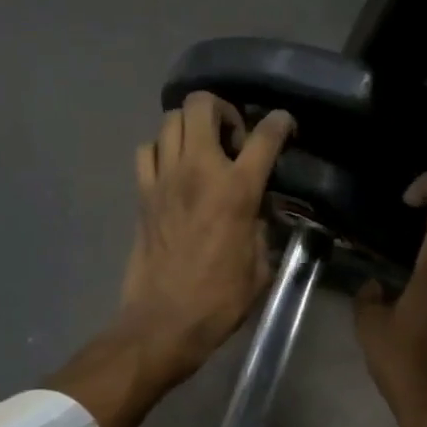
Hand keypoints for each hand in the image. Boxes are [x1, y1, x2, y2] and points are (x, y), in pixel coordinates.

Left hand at [118, 92, 294, 379]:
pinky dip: (161, 150)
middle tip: (233, 137)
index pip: (264, 137)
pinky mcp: (142, 194)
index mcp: (237, 190)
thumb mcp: (260, 266)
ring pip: (170, 121)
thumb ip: (261, 229)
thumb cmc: (220, 300)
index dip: (280, 123)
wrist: (165, 320)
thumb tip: (255, 215)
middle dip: (222, 110)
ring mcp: (164, 179)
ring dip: (190, 127)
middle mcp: (198, 171)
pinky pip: (147, 151)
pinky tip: (173, 170)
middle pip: (202, 105)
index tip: (284, 126)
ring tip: (202, 151)